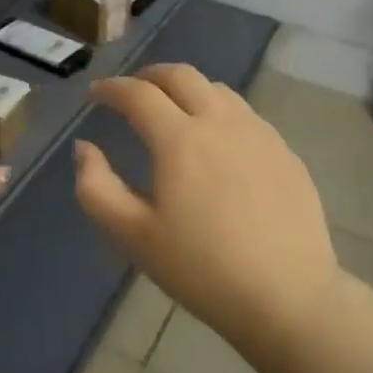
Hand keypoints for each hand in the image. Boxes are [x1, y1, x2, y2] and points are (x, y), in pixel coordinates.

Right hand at [75, 64, 339, 362]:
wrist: (289, 297)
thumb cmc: (203, 269)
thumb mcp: (134, 237)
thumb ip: (97, 188)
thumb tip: (84, 149)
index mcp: (180, 139)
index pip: (138, 94)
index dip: (111, 88)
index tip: (96, 94)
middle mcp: (220, 121)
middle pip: (181, 75)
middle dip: (149, 75)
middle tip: (133, 90)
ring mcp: (258, 133)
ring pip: (217, 89)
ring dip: (187, 88)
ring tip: (174, 109)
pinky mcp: (284, 151)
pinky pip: (245, 114)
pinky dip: (219, 110)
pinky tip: (218, 140)